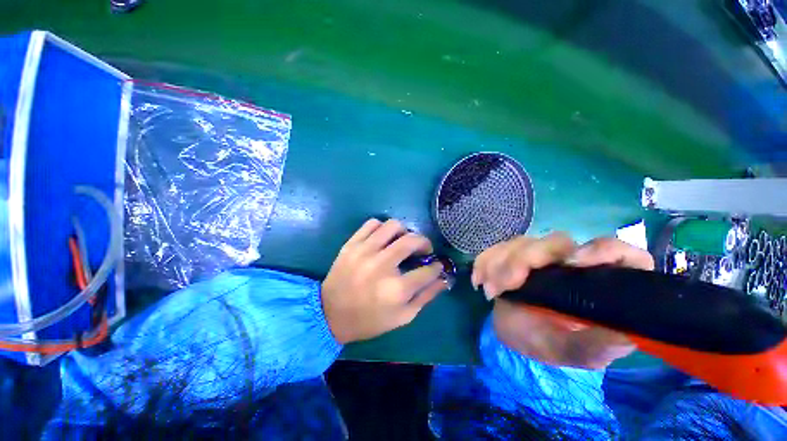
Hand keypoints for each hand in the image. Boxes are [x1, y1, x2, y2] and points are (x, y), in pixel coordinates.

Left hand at [322, 219, 449, 343]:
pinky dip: (382, 227)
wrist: (330, 314)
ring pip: (392, 226)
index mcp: (396, 289)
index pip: (428, 270)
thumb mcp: (402, 317)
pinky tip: (383, 238)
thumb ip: (425, 296)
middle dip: (425, 242)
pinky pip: (372, 224)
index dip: (437, 267)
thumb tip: (443, 279)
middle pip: (412, 240)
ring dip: (404, 232)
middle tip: (423, 249)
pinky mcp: (351, 244)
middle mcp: (382, 265)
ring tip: (402, 242)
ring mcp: (364, 251)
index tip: (436, 265)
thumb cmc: (369, 320)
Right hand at [473, 234, 653, 368]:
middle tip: (504, 286)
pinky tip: (479, 279)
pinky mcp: (515, 254)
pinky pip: (497, 248)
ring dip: (499, 263)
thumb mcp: (574, 352)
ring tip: (488, 290)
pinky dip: (485, 261)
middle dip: (524, 260)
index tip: (574, 263)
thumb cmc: (549, 343)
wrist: (514, 333)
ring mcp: (541, 256)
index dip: (604, 249)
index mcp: (598, 283)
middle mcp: (571, 262)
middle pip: (556, 241)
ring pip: (522, 242)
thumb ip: (597, 345)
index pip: (619, 252)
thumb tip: (626, 331)